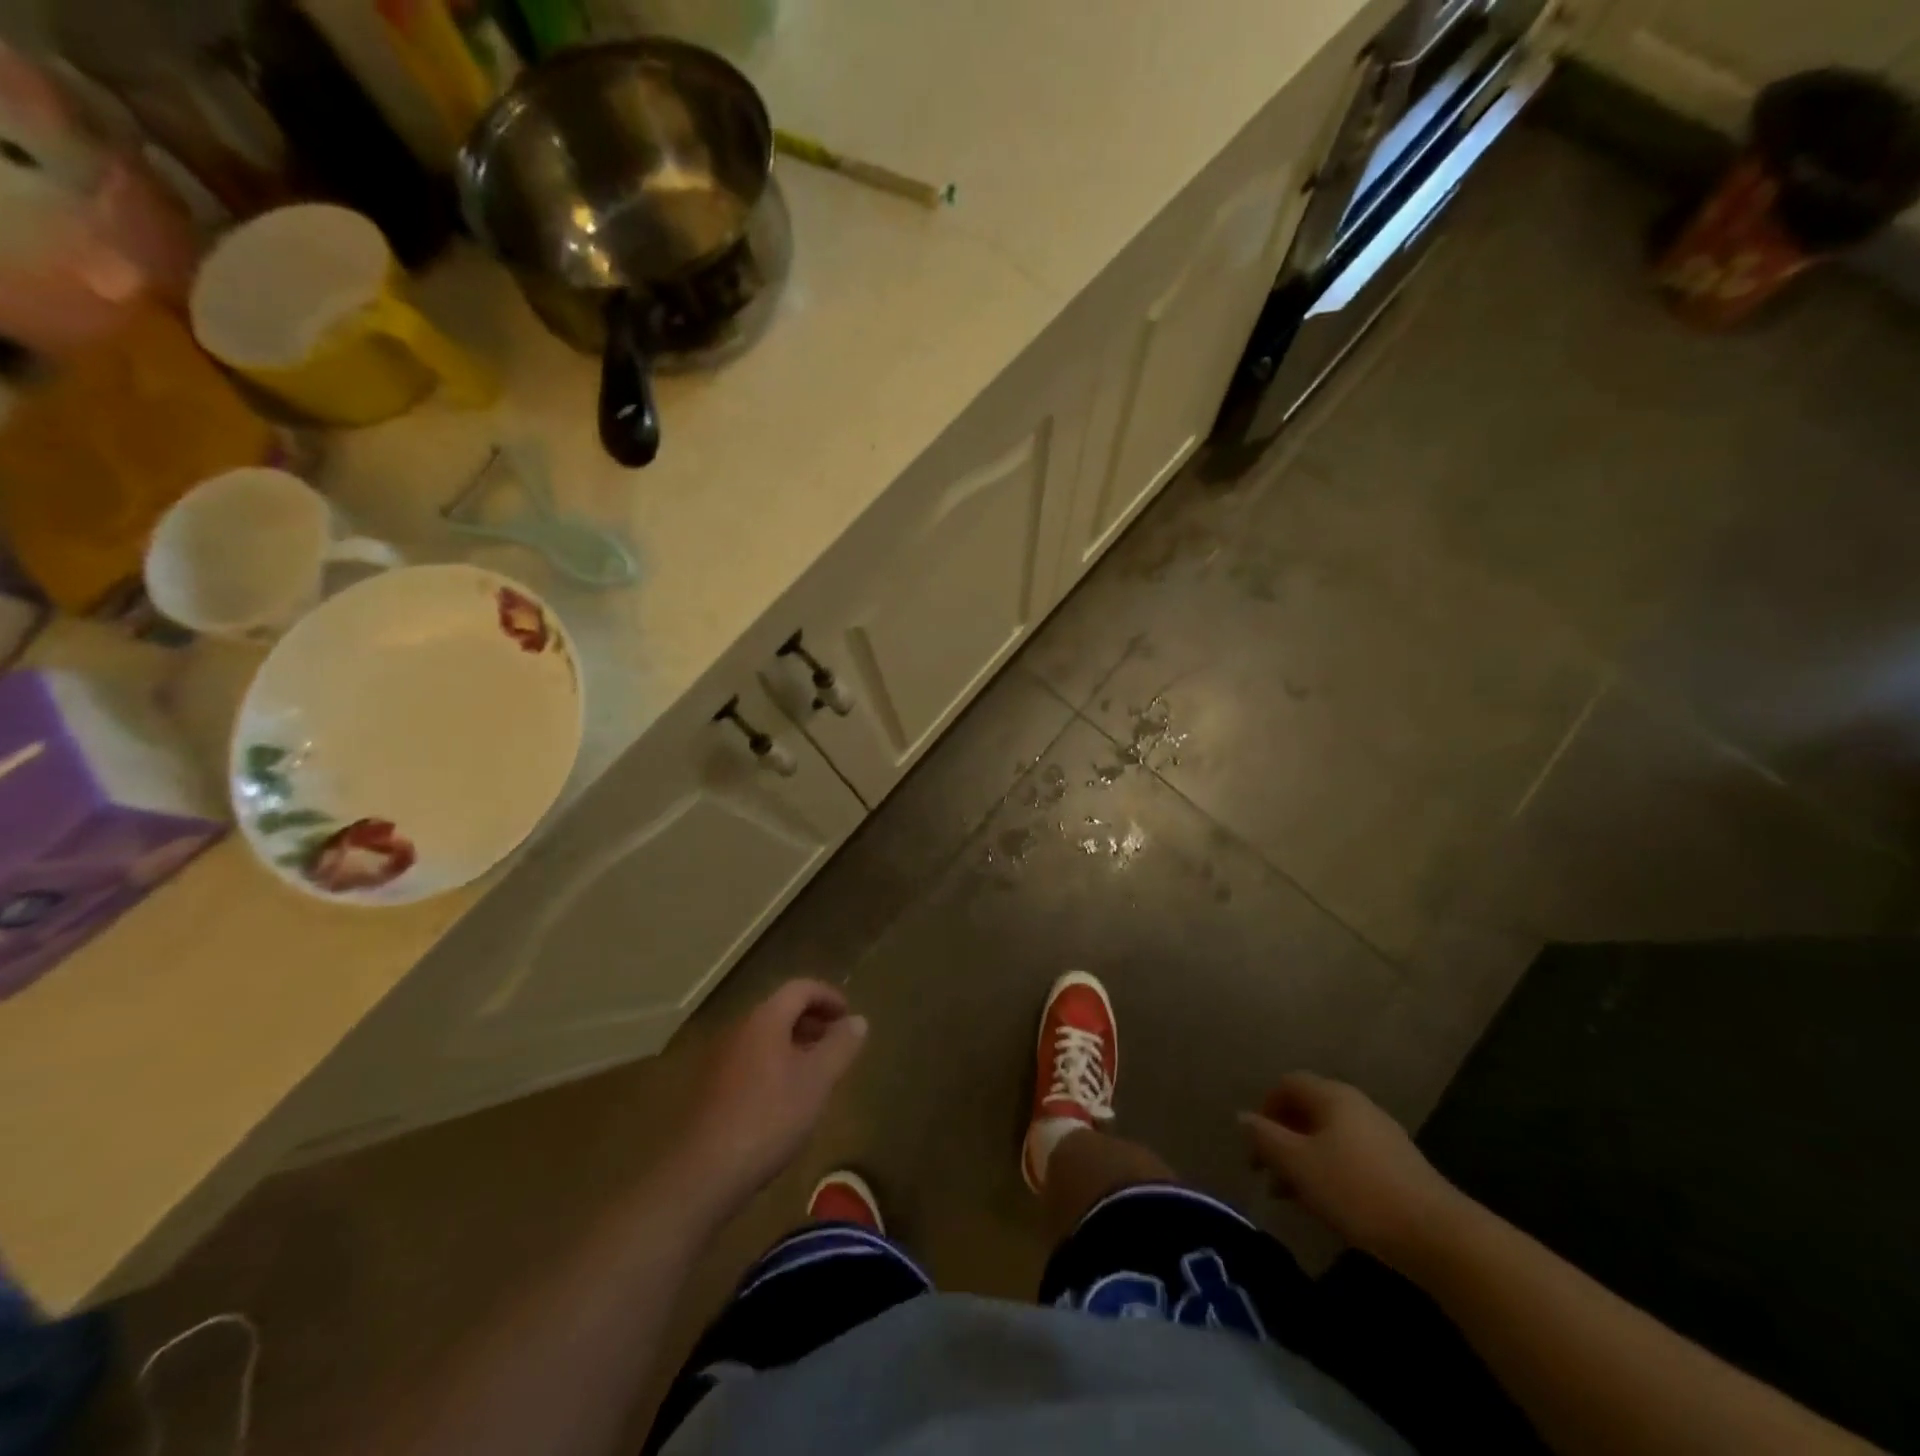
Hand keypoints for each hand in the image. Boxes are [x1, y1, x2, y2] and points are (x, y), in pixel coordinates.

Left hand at [672, 980, 868, 1213]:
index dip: (829, 996)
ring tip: (816, 1074)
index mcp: (765, 1019)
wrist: (703, 1173)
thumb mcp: (818, 1080)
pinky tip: (785, 1100)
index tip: (849, 1018)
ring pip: (765, 1037)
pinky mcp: (711, 1088)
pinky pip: (751, 1060)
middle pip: (781, 1010)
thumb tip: (858, 1020)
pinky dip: (775, 1065)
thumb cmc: (769, 1117)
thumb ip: (840, 1045)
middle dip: (813, 1021)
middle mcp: (740, 1029)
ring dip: (794, 1044)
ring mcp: (721, 1059)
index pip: (800, 988)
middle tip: (837, 1044)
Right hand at [1239, 1072, 1462, 1266]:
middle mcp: (1357, 1105)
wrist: (1438, 1237)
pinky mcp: (1398, 1167)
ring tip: (1293, 1197)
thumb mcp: (1299, 1165)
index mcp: (1332, 1096)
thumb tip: (1243, 1117)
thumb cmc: (1357, 1191)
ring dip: (1304, 1160)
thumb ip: (1266, 1138)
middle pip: (1308, 1110)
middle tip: (1268, 1174)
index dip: (1265, 1109)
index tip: (1255, 1146)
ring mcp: (1381, 1135)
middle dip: (1283, 1139)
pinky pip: (1350, 1157)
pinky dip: (1330, 1173)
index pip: (1287, 1084)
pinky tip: (1329, 1207)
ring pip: (1328, 1137)